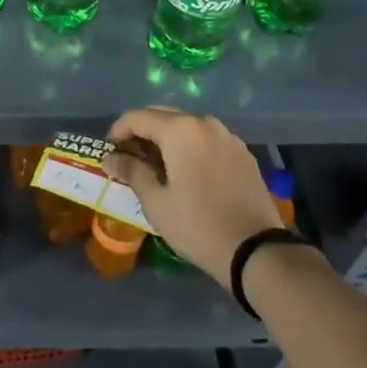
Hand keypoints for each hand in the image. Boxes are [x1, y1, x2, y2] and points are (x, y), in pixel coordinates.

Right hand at [102, 107, 281, 283]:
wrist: (257, 252)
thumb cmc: (198, 225)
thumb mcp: (156, 202)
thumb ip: (132, 172)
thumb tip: (110, 158)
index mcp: (180, 130)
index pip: (138, 117)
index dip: (118, 130)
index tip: (109, 149)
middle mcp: (205, 123)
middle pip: (164, 115)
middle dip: (143, 130)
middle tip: (129, 154)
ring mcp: (228, 137)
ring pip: (188, 126)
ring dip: (168, 137)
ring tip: (157, 163)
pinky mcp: (243, 154)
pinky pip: (208, 140)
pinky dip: (191, 146)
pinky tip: (187, 170)